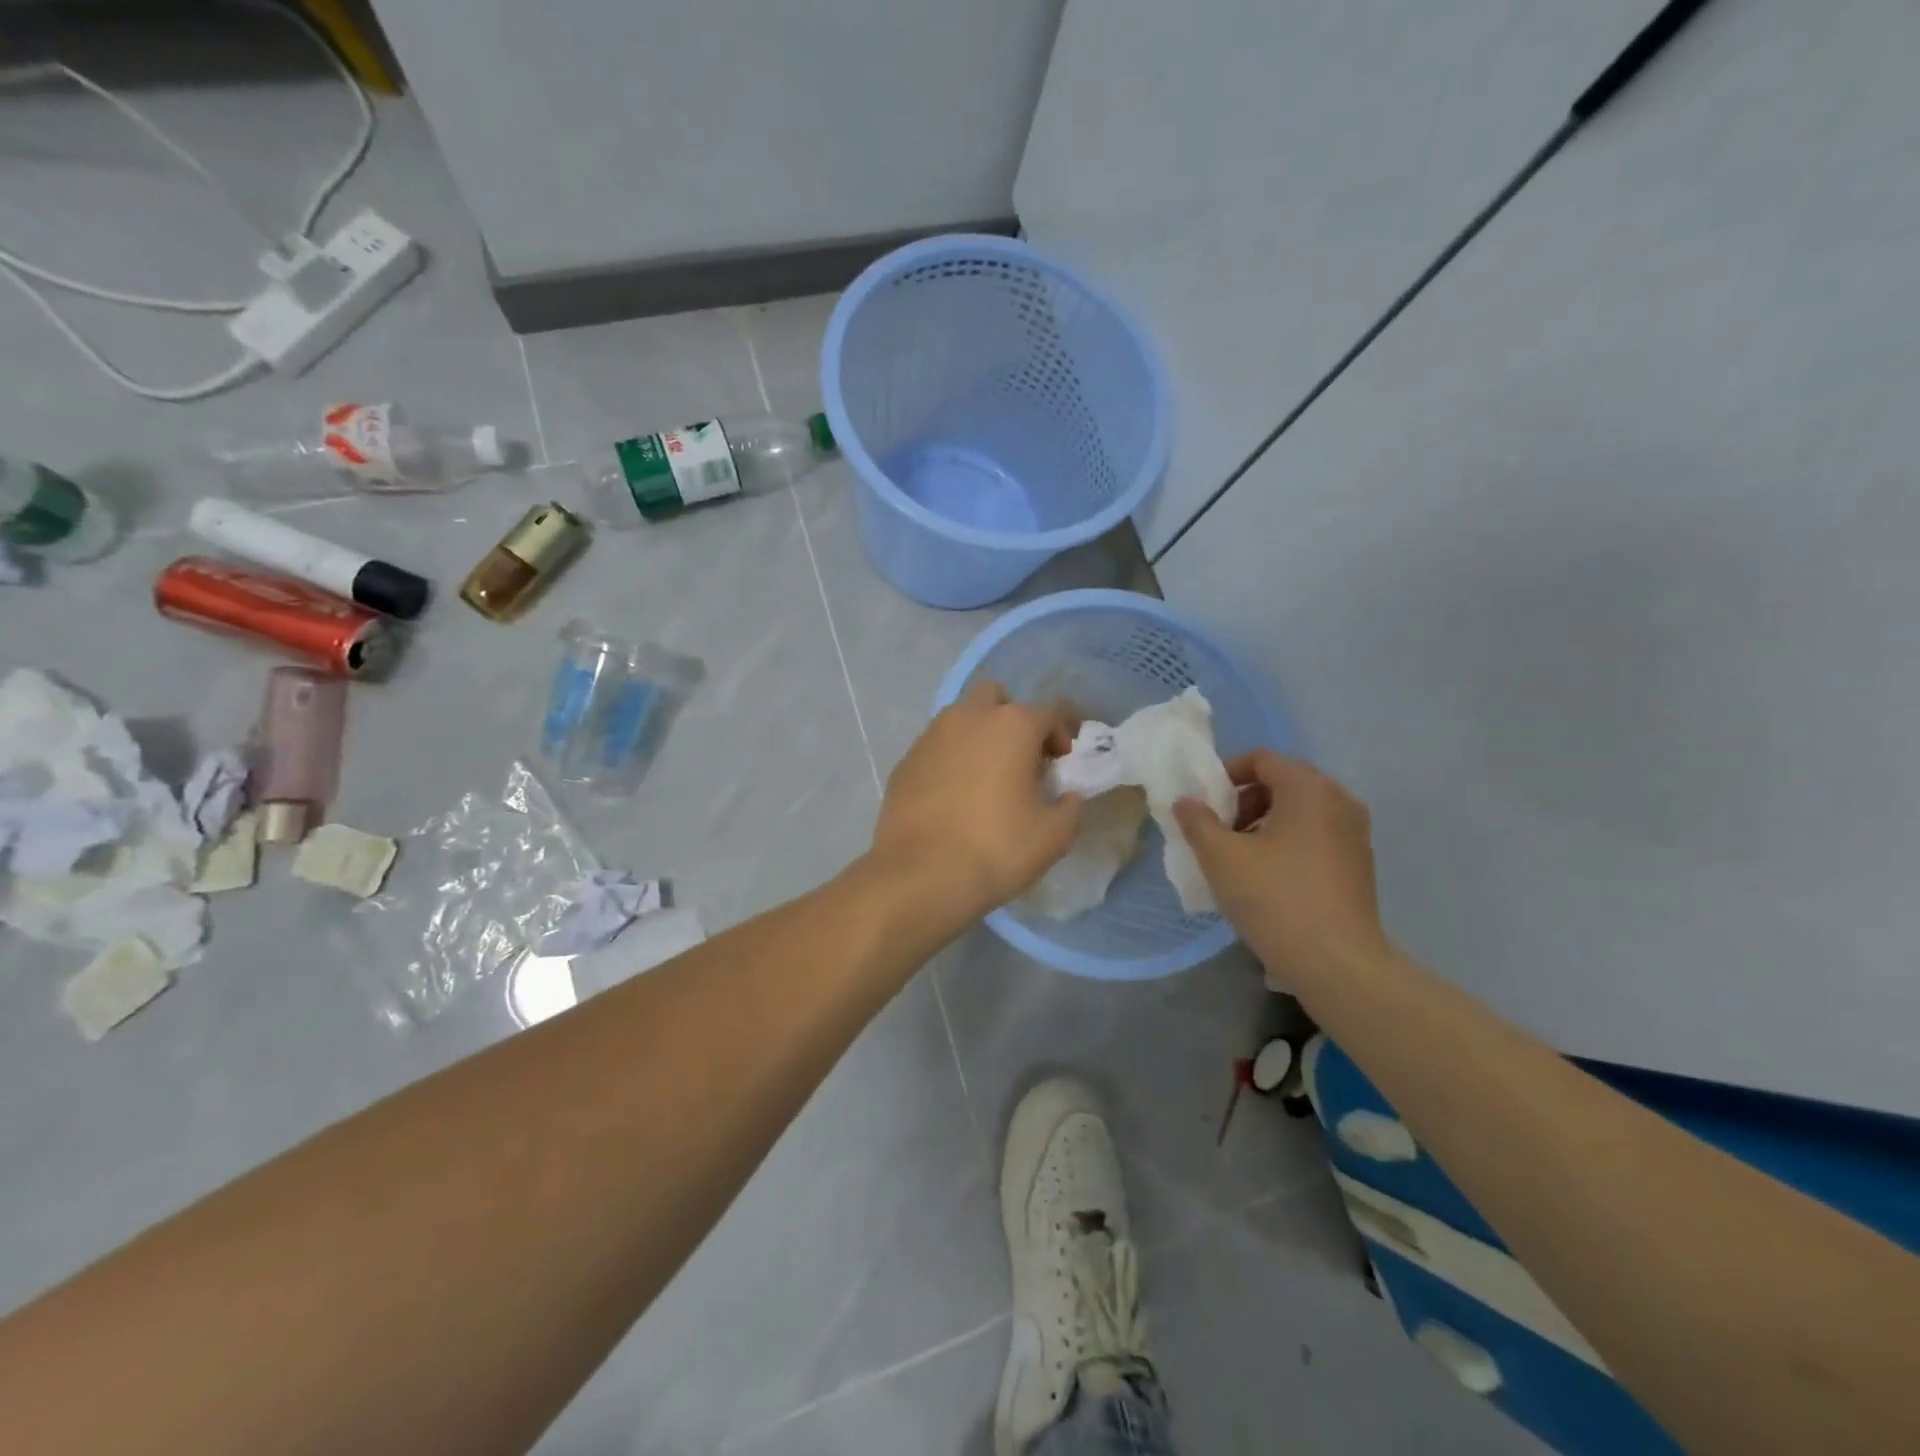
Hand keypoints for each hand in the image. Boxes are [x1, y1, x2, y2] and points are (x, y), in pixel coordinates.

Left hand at [867, 681, 1082, 926]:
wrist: (921, 875)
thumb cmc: (996, 848)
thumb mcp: (1053, 836)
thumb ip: (1070, 807)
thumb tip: (1068, 796)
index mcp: (1011, 726)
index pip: (1047, 712)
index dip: (1061, 734)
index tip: (1062, 763)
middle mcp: (968, 718)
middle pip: (995, 697)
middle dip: (1011, 717)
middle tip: (1020, 757)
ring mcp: (930, 737)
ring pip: (960, 719)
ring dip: (978, 736)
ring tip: (985, 779)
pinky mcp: (905, 762)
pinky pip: (935, 748)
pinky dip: (949, 760)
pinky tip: (953, 797)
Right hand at [1173, 751, 1386, 987]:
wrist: (1337, 963)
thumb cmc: (1274, 898)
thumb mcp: (1220, 857)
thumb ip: (1197, 822)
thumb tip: (1186, 802)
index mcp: (1309, 788)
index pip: (1262, 759)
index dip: (1226, 774)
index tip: (1205, 804)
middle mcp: (1339, 801)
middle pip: (1282, 782)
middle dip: (1244, 801)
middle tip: (1218, 832)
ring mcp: (1355, 833)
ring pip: (1300, 811)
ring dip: (1264, 823)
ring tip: (1239, 858)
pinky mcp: (1359, 864)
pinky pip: (1316, 836)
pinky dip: (1287, 843)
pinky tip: (1267, 878)